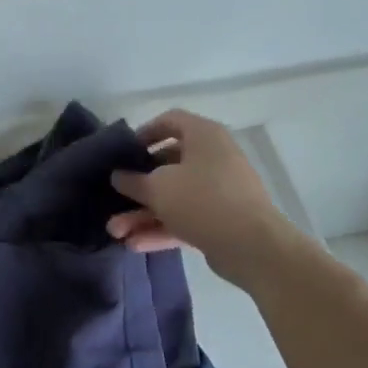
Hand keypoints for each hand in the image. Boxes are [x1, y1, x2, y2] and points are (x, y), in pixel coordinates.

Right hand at [107, 110, 296, 286]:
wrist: (252, 246)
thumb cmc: (201, 200)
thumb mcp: (157, 188)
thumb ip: (132, 181)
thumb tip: (118, 176)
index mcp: (204, 136)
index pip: (171, 121)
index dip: (144, 133)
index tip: (124, 152)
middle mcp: (214, 158)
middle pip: (168, 165)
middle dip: (137, 188)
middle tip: (114, 199)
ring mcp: (220, 190)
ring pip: (175, 197)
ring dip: (144, 214)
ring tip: (116, 232)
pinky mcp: (222, 219)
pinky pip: (186, 218)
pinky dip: (162, 228)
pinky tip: (135, 244)